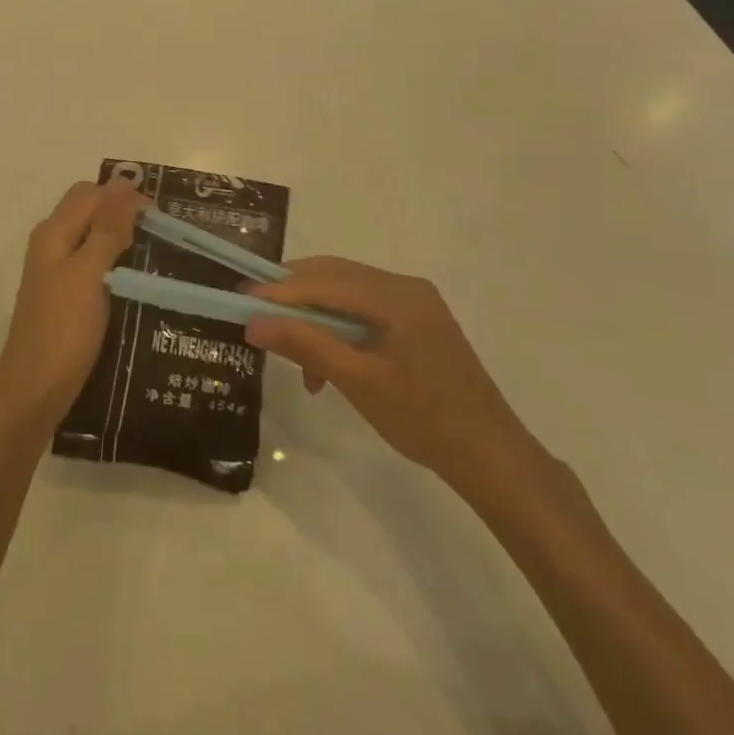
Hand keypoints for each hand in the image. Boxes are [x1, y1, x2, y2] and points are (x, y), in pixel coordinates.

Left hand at [0, 179, 144, 432]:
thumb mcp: (89, 274)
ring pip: (92, 237)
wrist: (33, 393)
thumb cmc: (62, 331)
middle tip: (161, 233)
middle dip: (123, 212)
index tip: (162, 217)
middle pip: (89, 210)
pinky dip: (115, 262)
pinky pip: (92, 263)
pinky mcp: (66, 296)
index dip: (125, 195)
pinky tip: (137, 279)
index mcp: (54, 232)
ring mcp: (56, 271)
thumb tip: (123, 180)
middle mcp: (52, 244)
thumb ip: (106, 228)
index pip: (91, 193)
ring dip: (121, 237)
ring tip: (157, 253)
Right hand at [246, 257, 539, 491]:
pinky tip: (323, 364)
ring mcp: (414, 303)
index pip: (326, 281)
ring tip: (288, 349)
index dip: (280, 289)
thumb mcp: (358, 382)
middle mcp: (405, 287)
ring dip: (313, 316)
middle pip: (335, 277)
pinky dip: (336, 329)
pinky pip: (363, 311)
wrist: (492, 458)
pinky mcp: (416, 323)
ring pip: (346, 293)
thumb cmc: (425, 420)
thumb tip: (253, 323)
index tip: (241, 300)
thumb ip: (306, 345)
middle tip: (255, 313)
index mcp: (397, 296)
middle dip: (293, 295)